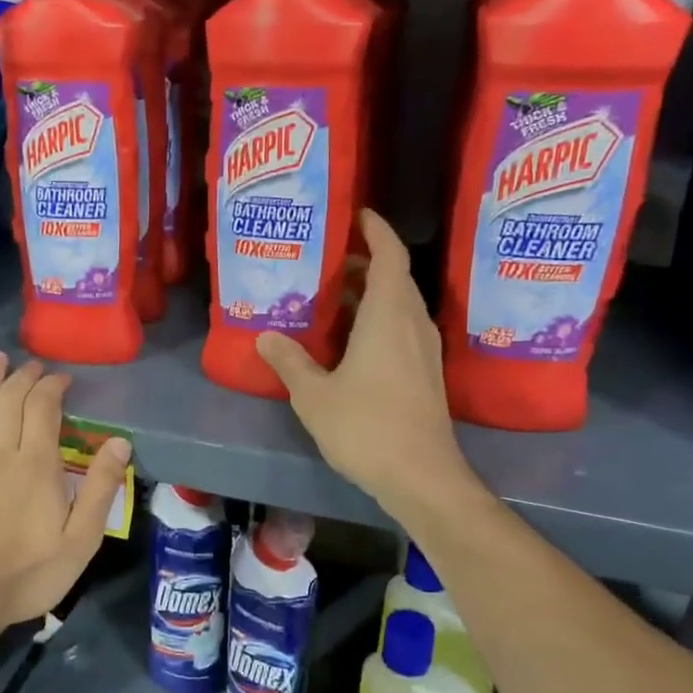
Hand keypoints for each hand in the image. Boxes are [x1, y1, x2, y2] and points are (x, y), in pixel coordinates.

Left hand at [0, 352, 130, 641]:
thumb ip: (101, 489)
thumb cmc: (26, 575)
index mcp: (36, 464)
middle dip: (23, 376)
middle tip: (34, 366)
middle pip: (9, 398)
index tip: (62, 379)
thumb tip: (120, 442)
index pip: (43, 407)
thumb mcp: (80, 541)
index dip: (53, 385)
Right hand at [257, 209, 477, 518]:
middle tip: (325, 259)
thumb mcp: (314, 395)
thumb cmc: (367, 427)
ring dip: (370, 293)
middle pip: (395, 277)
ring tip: (330, 295)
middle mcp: (413, 323)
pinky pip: (401, 329)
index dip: (375, 229)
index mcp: (389, 315)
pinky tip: (348, 340)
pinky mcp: (426, 373)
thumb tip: (266, 335)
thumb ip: (289, 360)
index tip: (354, 214)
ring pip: (399, 305)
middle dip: (364, 261)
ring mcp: (424, 350)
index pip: (390, 254)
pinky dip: (377, 319)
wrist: (422, 477)